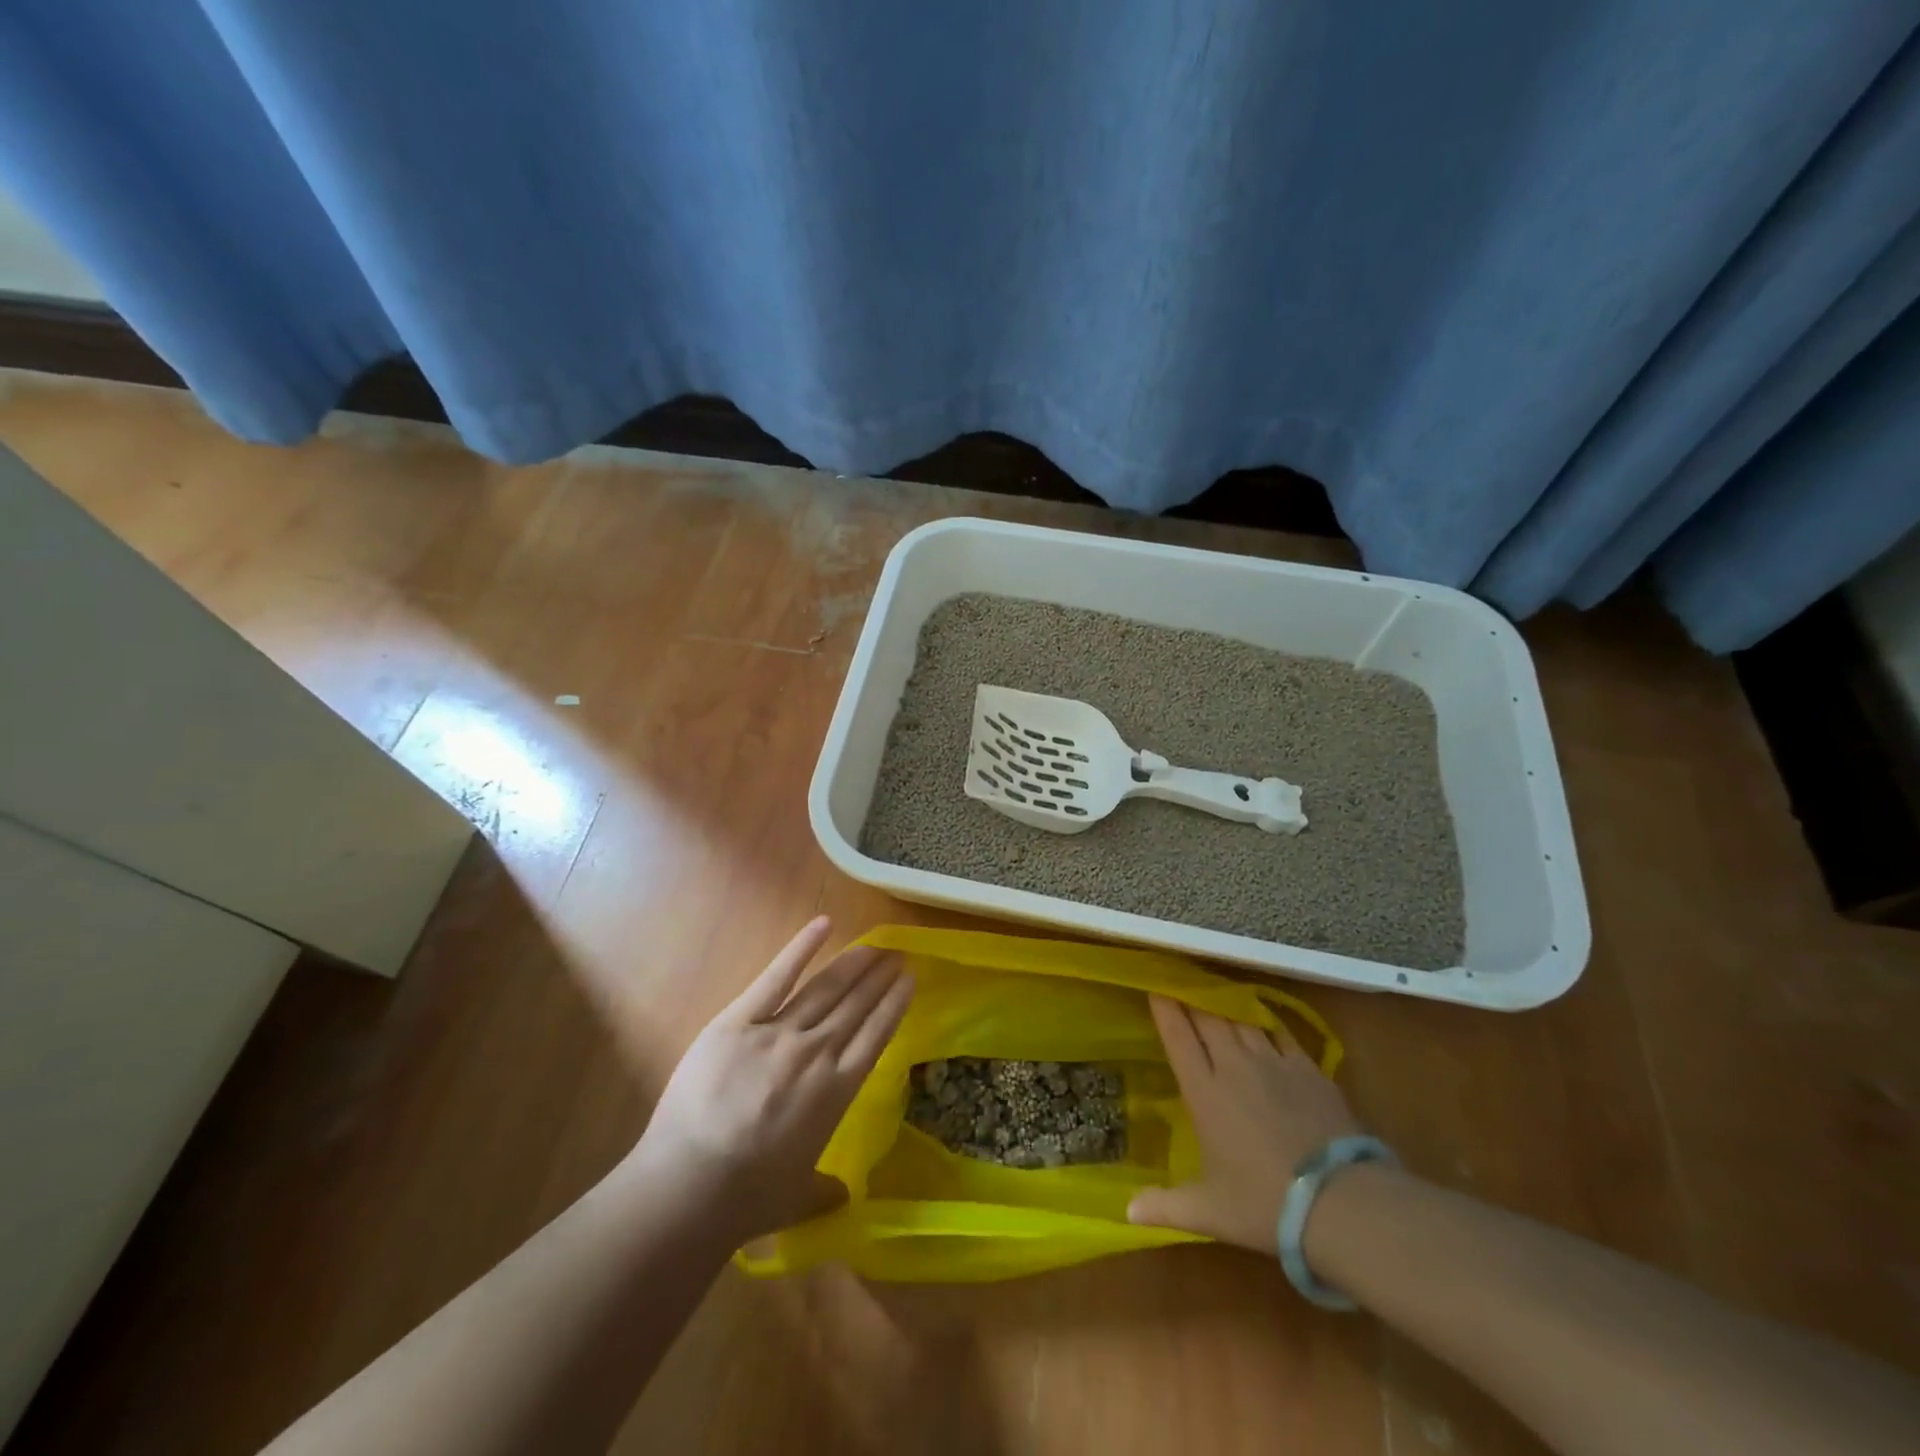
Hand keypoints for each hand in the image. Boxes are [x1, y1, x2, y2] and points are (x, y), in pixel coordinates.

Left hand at [628, 918, 911, 1244]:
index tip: (909, 979)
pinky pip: (776, 977)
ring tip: (873, 945)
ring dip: (854, 964)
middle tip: (897, 953)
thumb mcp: (796, 1199)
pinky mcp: (739, 1021)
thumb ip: (823, 1191)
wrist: (690, 1186)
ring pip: (826, 988)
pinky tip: (824, 924)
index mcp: (837, 1091)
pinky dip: (801, 949)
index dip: (894, 1004)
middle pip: (856, 1005)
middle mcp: (817, 1052)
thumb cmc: (747, 1199)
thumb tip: (843, 1197)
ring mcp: (779, 1032)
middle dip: (880, 977)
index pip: (876, 1035)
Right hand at [1128, 994, 1360, 1255]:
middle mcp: (1234, 1066)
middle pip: (1208, 1019)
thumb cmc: (1265, 1204)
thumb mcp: (1209, 1211)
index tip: (1155, 987)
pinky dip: (1265, 1022)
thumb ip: (1166, 1206)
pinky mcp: (1308, 1068)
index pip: (1178, 1037)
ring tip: (1215, 996)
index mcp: (1204, 1092)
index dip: (1165, 1009)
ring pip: (1242, 1020)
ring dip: (1225, 1006)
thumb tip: (1127, 1211)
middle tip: (1180, 984)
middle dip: (1191, 998)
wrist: (1340, 1203)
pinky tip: (1262, 1021)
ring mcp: (1274, 1063)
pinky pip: (1279, 1033)